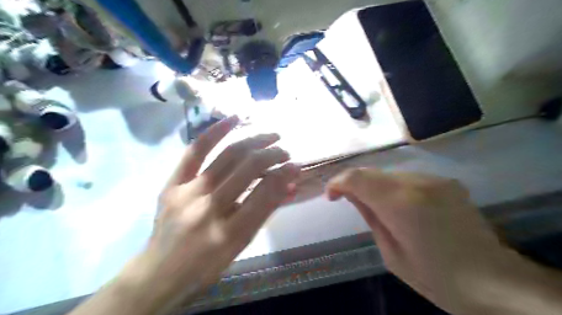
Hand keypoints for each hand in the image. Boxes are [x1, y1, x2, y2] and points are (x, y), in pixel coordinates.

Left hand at [119, 117, 300, 312]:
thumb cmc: (206, 266)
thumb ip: (264, 213)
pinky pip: (195, 151)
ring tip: (272, 136)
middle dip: (273, 155)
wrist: (159, 273)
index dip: (283, 175)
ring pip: (227, 156)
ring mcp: (187, 192)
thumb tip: (288, 186)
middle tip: (285, 152)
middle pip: (247, 169)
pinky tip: (234, 119)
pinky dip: (215, 132)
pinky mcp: (172, 183)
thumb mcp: (242, 246)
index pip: (265, 194)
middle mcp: (208, 209)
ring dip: (254, 142)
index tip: (296, 165)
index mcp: (229, 234)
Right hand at [325, 169, 532, 313]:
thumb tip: (353, 195)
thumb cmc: (435, 277)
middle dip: (354, 183)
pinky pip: (409, 178)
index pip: (358, 178)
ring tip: (375, 206)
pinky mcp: (446, 182)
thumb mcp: (391, 253)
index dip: (338, 182)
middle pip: (372, 171)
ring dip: (375, 185)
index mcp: (400, 204)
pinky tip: (400, 206)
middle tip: (347, 199)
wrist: (493, 280)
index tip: (331, 195)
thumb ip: (370, 216)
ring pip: (389, 173)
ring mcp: (435, 180)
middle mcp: (417, 183)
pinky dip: (395, 187)